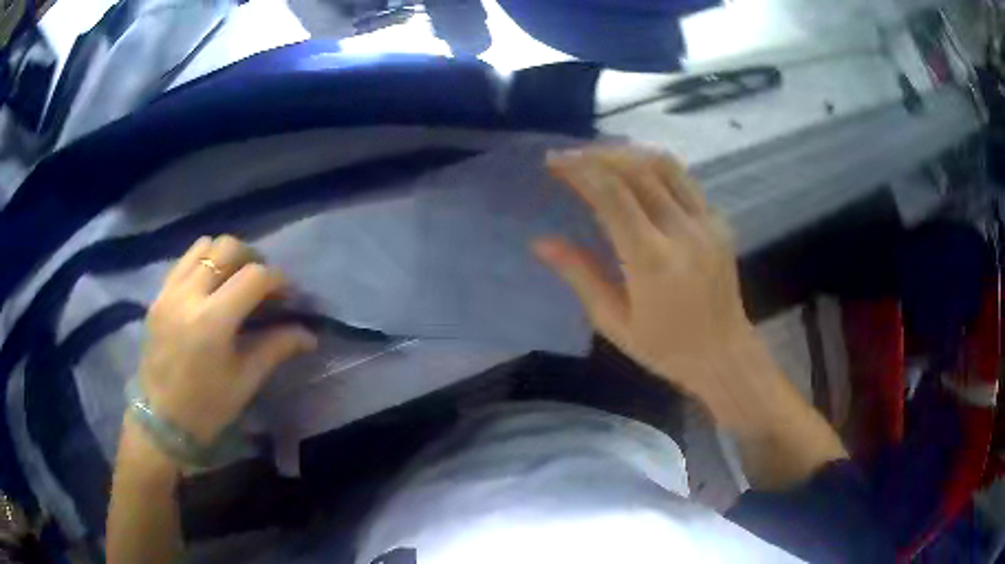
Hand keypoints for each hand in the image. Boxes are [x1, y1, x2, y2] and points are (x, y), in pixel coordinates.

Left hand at [138, 235, 316, 445]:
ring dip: (225, 256)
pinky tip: (210, 288)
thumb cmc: (207, 406)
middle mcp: (189, 295)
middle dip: (252, 258)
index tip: (287, 296)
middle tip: (261, 283)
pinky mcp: (158, 295)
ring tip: (234, 279)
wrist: (161, 420)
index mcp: (213, 321)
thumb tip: (309, 335)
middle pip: (227, 248)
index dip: (278, 280)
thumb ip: (277, 347)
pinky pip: (185, 261)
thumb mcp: (246, 380)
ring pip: (204, 245)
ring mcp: (169, 291)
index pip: (254, 276)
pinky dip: (203, 263)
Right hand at [533, 147, 754, 402]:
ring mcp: (707, 222)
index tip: (554, 160)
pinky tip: (637, 176)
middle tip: (572, 156)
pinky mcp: (720, 221)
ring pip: (665, 165)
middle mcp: (683, 231)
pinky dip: (655, 169)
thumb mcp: (614, 322)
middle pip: (637, 170)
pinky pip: (684, 180)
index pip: (612, 196)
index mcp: (652, 261)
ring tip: (601, 157)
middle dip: (598, 155)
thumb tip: (541, 242)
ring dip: (628, 153)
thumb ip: (580, 275)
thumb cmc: (666, 348)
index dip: (580, 170)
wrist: (724, 355)